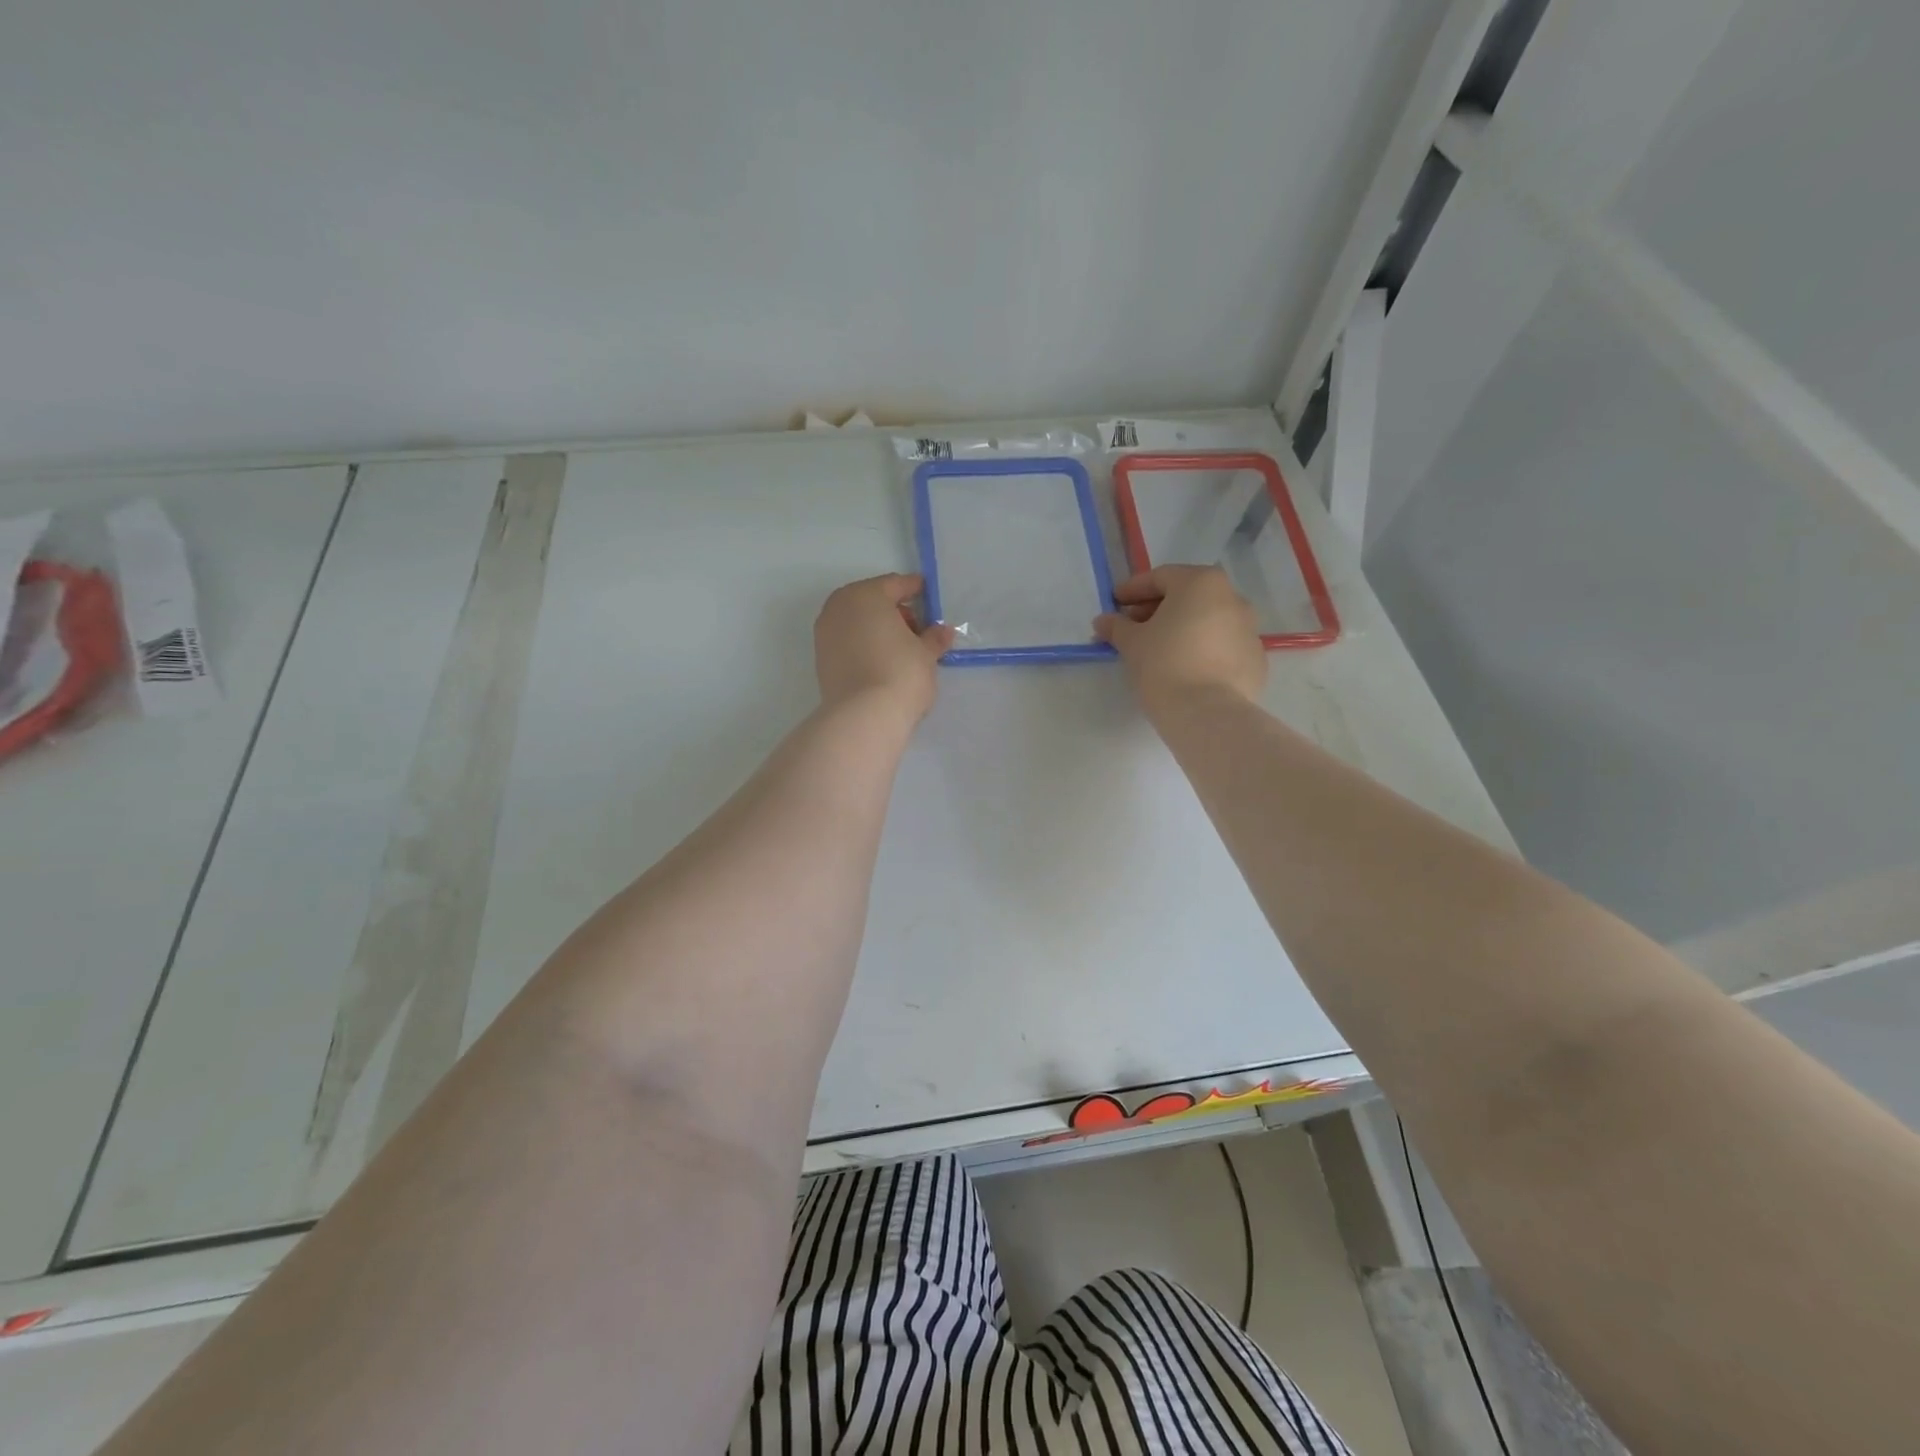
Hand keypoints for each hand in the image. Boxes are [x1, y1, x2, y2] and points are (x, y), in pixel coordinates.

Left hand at [814, 574, 955, 725]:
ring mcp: (825, 633)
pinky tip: (883, 662)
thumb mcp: (926, 653)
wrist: (863, 716)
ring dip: (878, 629)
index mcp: (865, 595)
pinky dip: (865, 645)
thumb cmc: (901, 672)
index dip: (914, 589)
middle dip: (895, 611)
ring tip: (902, 650)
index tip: (927, 595)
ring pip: (858, 622)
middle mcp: (839, 607)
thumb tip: (942, 631)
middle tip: (918, 630)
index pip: (895, 584)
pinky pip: (849, 642)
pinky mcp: (821, 659)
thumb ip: (934, 638)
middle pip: (872, 601)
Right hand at [1094, 565, 1265, 715]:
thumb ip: (1117, 627)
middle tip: (1133, 627)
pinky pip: (1221, 646)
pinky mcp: (1255, 659)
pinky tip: (1184, 669)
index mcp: (1201, 584)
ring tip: (1158, 650)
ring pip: (1207, 621)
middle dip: (1157, 609)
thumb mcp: (1132, 643)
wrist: (1207, 713)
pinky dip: (1201, 650)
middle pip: (1188, 597)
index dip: (1133, 589)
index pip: (1161, 578)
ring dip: (1181, 629)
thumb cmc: (1164, 665)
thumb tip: (1103, 621)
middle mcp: (1232, 598)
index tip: (1115, 603)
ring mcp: (1249, 630)